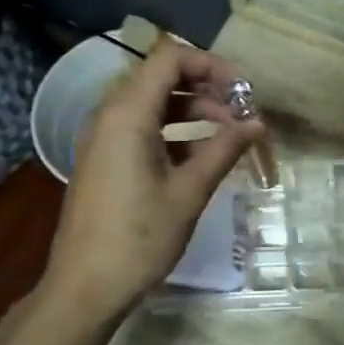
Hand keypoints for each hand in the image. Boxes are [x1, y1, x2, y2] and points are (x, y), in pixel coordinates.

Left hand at [44, 42, 262, 316]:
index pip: (170, 58)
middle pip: (161, 77)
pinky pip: (141, 127)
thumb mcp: (189, 191)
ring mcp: (103, 137)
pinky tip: (201, 155)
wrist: (86, 286)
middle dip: (206, 88)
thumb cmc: (140, 237)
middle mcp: (109, 115)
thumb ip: (224, 149)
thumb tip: (257, 123)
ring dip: (193, 110)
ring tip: (229, 134)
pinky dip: (174, 130)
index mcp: (127, 114)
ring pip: (153, 103)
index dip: (211, 65)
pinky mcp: (104, 158)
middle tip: (242, 113)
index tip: (243, 90)